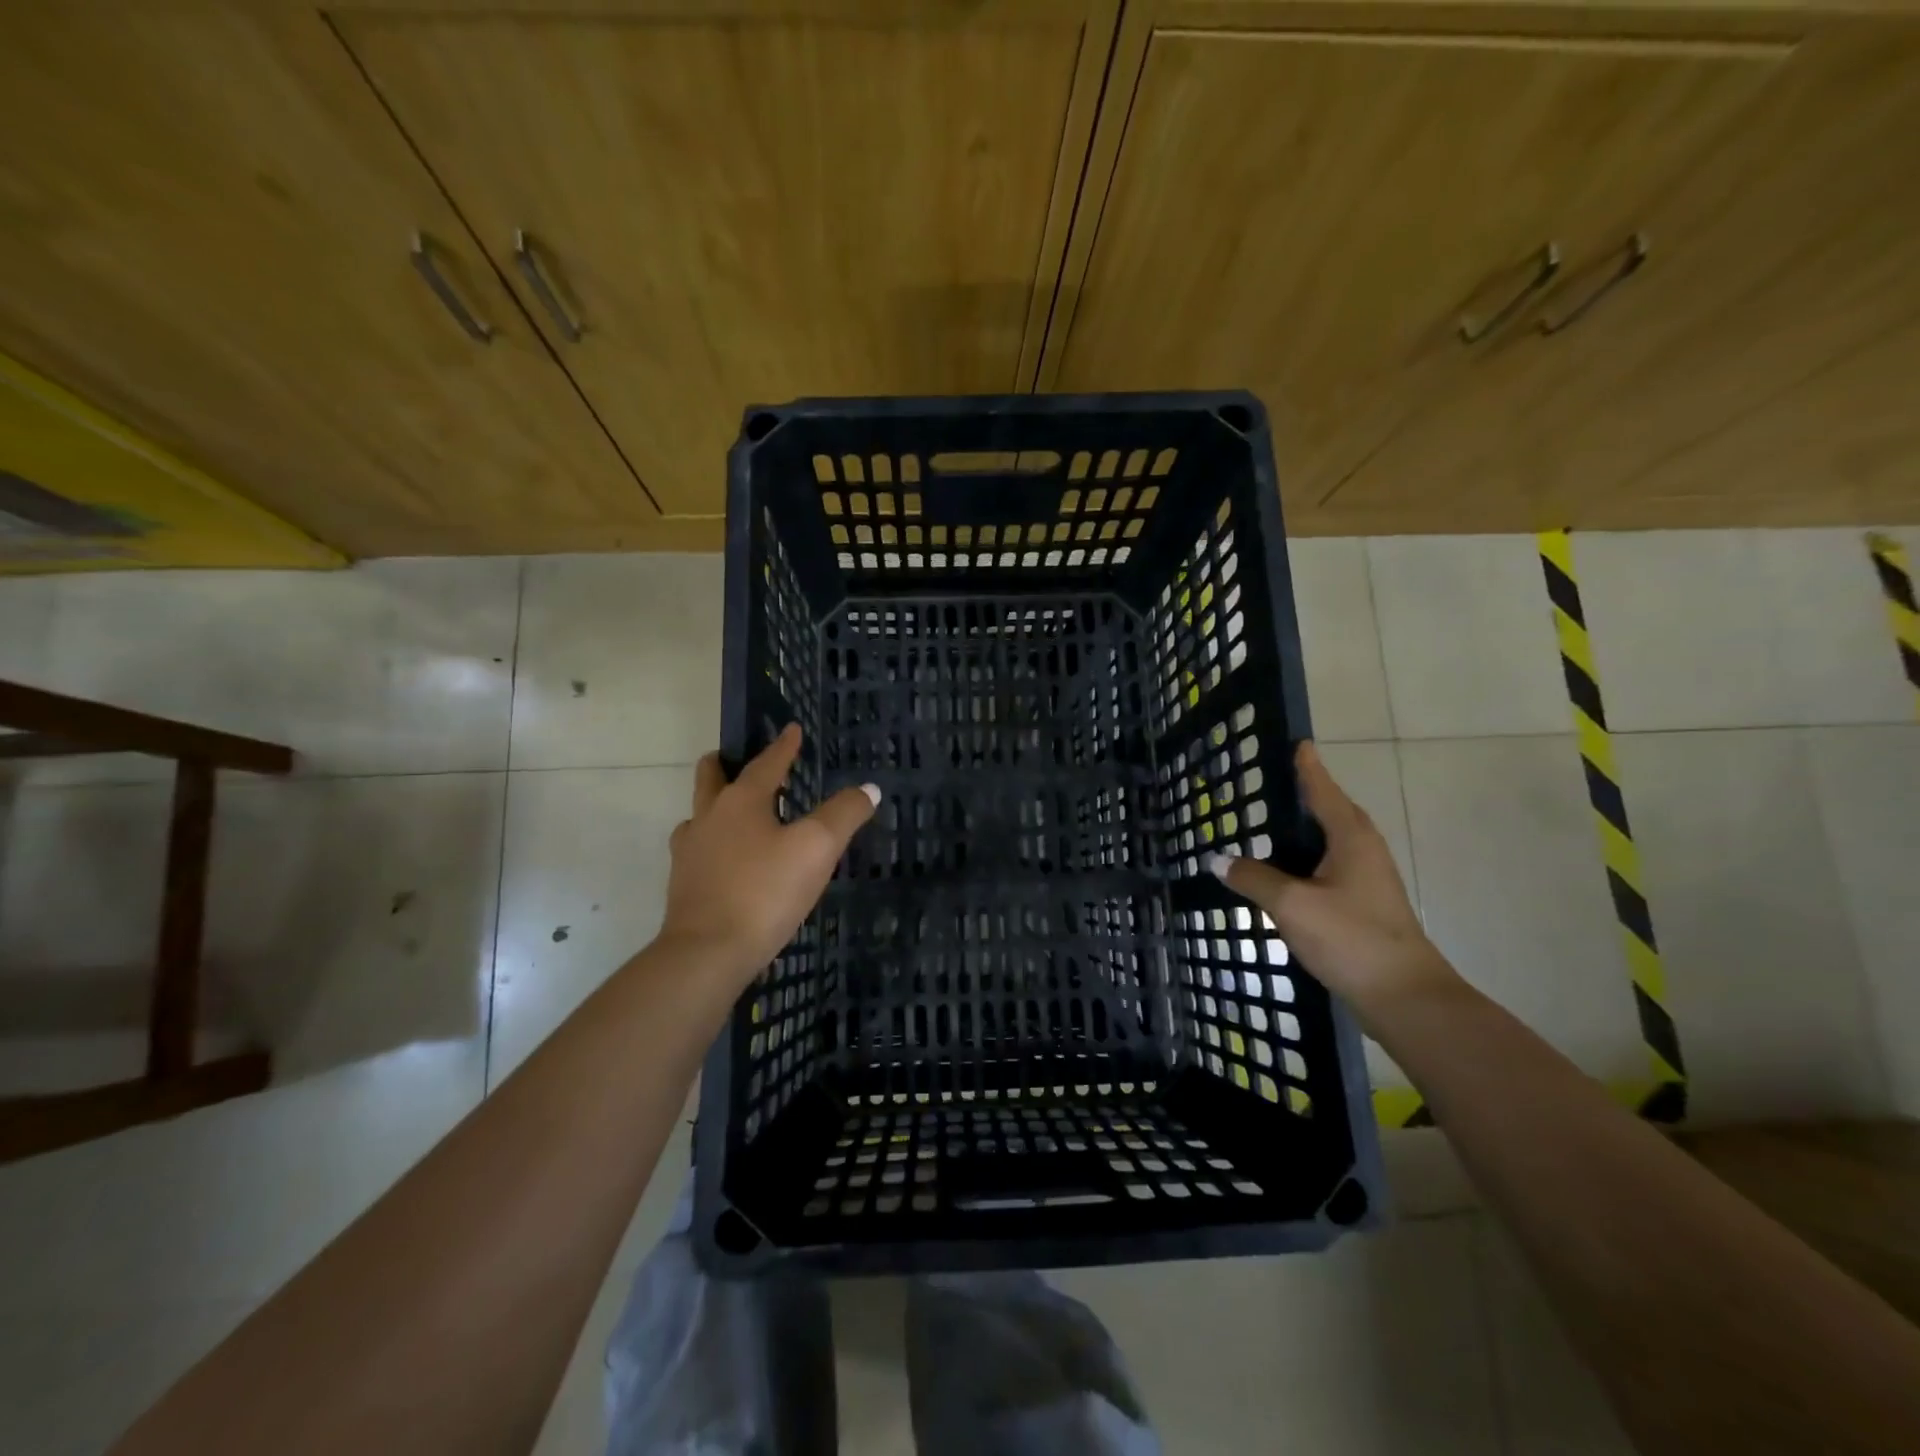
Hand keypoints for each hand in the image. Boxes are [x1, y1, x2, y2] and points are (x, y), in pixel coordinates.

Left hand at [659, 724, 878, 984]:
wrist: (708, 954)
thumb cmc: (765, 891)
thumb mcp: (816, 849)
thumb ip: (843, 814)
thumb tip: (868, 788)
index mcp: (740, 801)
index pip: (765, 763)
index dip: (783, 746)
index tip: (792, 730)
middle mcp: (709, 818)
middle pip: (711, 778)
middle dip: (725, 764)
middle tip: (738, 761)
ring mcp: (690, 852)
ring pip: (701, 815)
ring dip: (717, 806)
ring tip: (739, 815)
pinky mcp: (684, 885)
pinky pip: (699, 850)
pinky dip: (714, 843)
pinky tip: (730, 861)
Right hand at [1210, 741, 1458, 1019]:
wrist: (1404, 996)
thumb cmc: (1351, 938)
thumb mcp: (1292, 905)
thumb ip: (1253, 879)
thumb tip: (1217, 860)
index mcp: (1350, 838)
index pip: (1323, 790)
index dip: (1307, 767)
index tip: (1298, 743)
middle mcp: (1362, 850)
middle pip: (1331, 811)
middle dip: (1306, 795)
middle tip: (1274, 781)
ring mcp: (1366, 879)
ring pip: (1330, 841)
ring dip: (1303, 830)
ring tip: (1269, 824)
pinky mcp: (1363, 904)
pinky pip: (1328, 866)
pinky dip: (1305, 859)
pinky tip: (1283, 873)